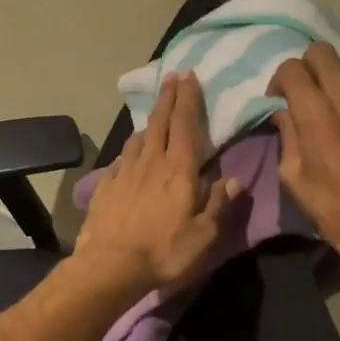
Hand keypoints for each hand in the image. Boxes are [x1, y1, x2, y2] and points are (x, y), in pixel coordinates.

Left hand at [75, 72, 240, 296]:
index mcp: (179, 170)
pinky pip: (121, 159)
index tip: (188, 76)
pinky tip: (131, 153)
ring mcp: (125, 172)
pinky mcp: (106, 185)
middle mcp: (151, 162)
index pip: (184, 124)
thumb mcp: (204, 235)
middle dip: (167, 97)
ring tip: (155, 115)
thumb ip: (219, 204)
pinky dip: (130, 150)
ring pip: (138, 137)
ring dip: (149, 122)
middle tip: (171, 77)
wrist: (110, 265)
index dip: (187, 98)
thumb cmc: (164, 251)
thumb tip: (233, 180)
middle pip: (160, 122)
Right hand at [267, 43, 339, 274]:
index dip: (280, 79)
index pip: (293, 68)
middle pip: (323, 53)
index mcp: (316, 113)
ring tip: (330, 108)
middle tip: (303, 93)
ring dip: (333, 81)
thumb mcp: (292, 175)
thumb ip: (287, 134)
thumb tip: (285, 112)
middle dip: (307, 67)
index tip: (279, 100)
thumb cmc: (330, 205)